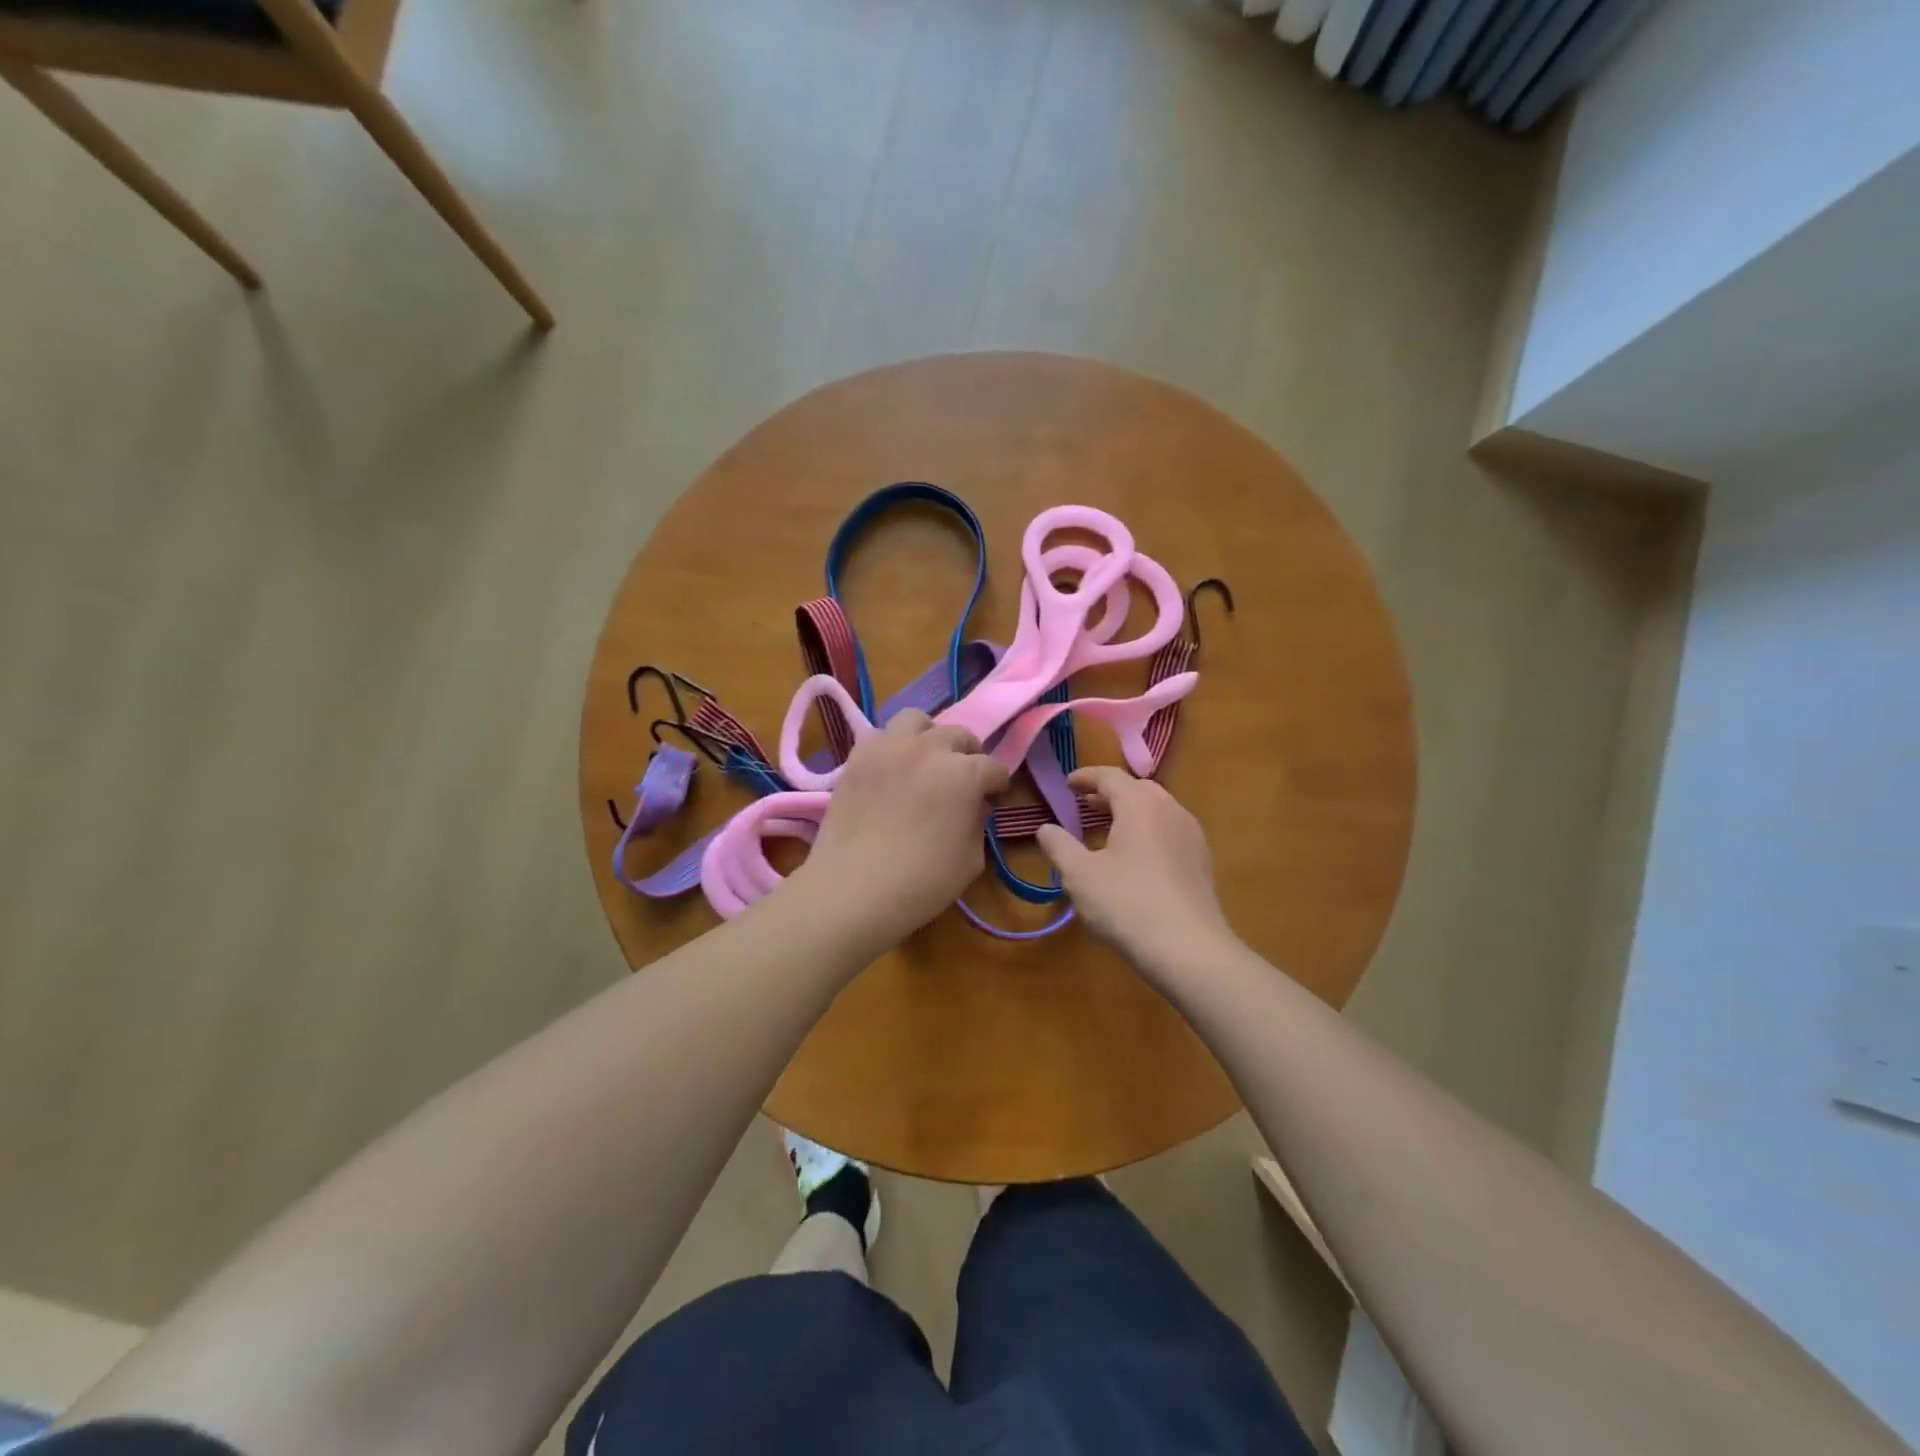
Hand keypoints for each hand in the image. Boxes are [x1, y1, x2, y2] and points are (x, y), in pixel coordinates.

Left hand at [794, 710, 1010, 947]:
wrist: (852, 889)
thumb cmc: (921, 882)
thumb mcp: (971, 859)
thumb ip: (978, 822)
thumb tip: (974, 804)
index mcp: (963, 773)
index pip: (993, 767)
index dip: (997, 785)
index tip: (992, 799)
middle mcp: (928, 748)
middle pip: (958, 734)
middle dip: (968, 754)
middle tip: (963, 779)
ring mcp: (888, 747)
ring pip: (916, 720)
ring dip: (928, 736)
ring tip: (925, 760)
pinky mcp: (857, 757)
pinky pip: (880, 736)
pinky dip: (892, 747)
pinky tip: (892, 771)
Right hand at [1036, 766, 1236, 976]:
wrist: (1189, 949)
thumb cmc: (1127, 904)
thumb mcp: (1080, 875)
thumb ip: (1059, 846)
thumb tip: (1045, 828)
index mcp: (1140, 805)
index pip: (1111, 777)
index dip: (1086, 777)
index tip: (1067, 784)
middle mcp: (1170, 811)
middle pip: (1138, 789)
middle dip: (1109, 793)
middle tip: (1085, 804)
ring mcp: (1191, 836)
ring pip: (1157, 810)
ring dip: (1130, 812)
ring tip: (1107, 829)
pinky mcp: (1201, 862)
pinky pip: (1169, 831)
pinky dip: (1147, 830)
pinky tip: (1134, 857)